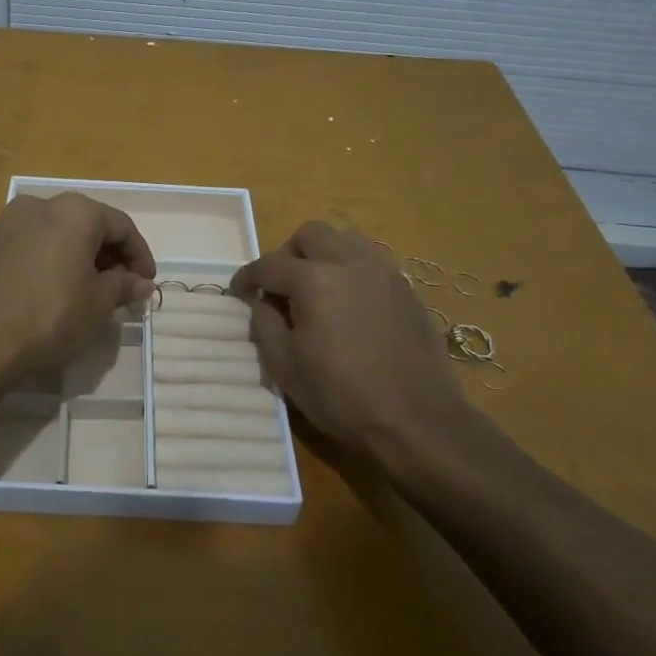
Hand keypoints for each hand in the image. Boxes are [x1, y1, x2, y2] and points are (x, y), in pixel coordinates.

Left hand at [0, 193, 155, 378]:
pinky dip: (51, 261)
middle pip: (88, 225)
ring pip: (58, 234)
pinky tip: (53, 292)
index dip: (140, 255)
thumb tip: (142, 283)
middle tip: (121, 288)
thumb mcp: (97, 305)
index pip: (121, 226)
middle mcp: (41, 205)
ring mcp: (9, 222)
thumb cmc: (48, 317)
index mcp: (75, 211)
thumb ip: (123, 287)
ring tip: (89, 292)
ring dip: (79, 258)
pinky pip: (32, 245)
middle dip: (109, 255)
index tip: (146, 283)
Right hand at [232, 221, 490, 484]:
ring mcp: (384, 273)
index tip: (238, 292)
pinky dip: (352, 270)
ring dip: (324, 254)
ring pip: (346, 239)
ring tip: (317, 287)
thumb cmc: (341, 396)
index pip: (269, 265)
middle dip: (288, 254)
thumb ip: (264, 325)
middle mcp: (350, 263)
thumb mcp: (285, 367)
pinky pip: (372, 262)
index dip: (247, 277)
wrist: (417, 421)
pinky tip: (349, 303)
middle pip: (311, 234)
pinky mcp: (407, 290)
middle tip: (280, 286)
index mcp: (314, 280)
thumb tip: (260, 303)